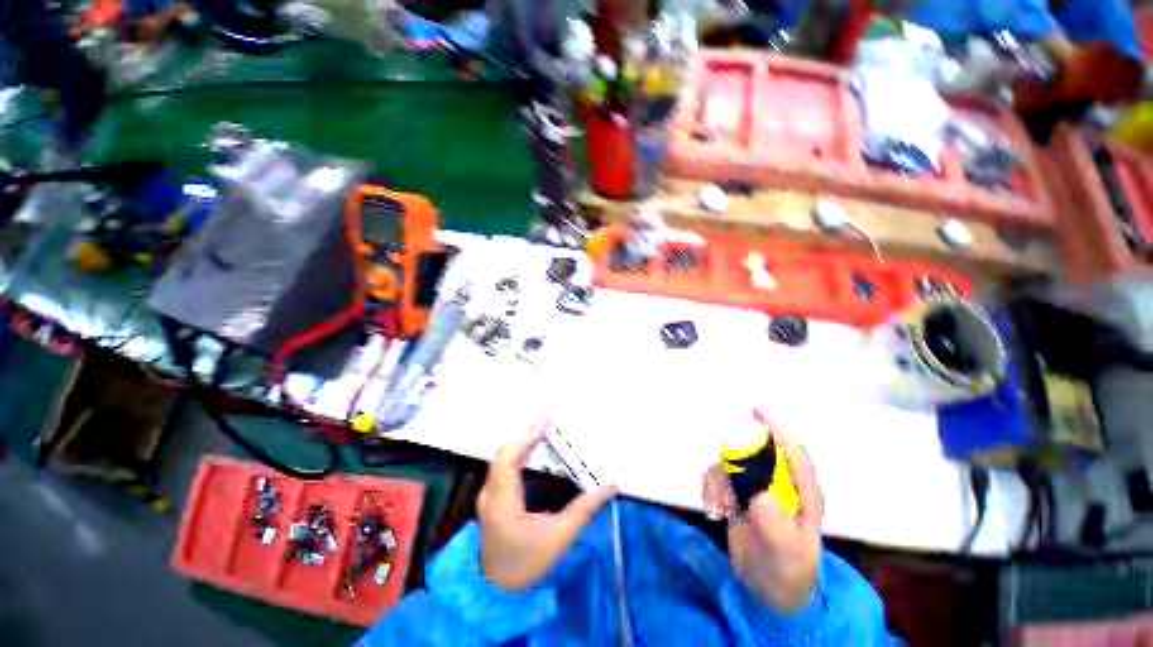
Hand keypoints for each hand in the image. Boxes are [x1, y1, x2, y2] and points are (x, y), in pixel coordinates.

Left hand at [477, 422, 615, 591]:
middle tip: (553, 422)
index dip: (527, 437)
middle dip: (529, 434)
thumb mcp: (559, 538)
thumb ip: (584, 510)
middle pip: (506, 452)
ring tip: (547, 430)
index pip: (509, 458)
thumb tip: (608, 486)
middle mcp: (491, 492)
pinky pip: (505, 463)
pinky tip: (536, 448)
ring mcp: (489, 492)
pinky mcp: (493, 494)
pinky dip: (521, 451)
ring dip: (524, 441)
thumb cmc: (527, 564)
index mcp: (502, 501)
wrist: (497, 589)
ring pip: (504, 456)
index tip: (549, 423)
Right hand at [704, 431, 822, 613]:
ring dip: (719, 483)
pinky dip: (711, 490)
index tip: (757, 411)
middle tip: (726, 493)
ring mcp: (755, 487)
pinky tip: (715, 511)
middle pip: (754, 453)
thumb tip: (759, 494)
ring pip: (730, 465)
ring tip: (720, 510)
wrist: (768, 590)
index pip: (793, 454)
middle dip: (734, 464)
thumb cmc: (788, 572)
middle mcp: (777, 483)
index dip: (777, 429)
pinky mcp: (736, 493)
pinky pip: (717, 478)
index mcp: (802, 493)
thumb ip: (777, 527)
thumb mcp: (787, 555)